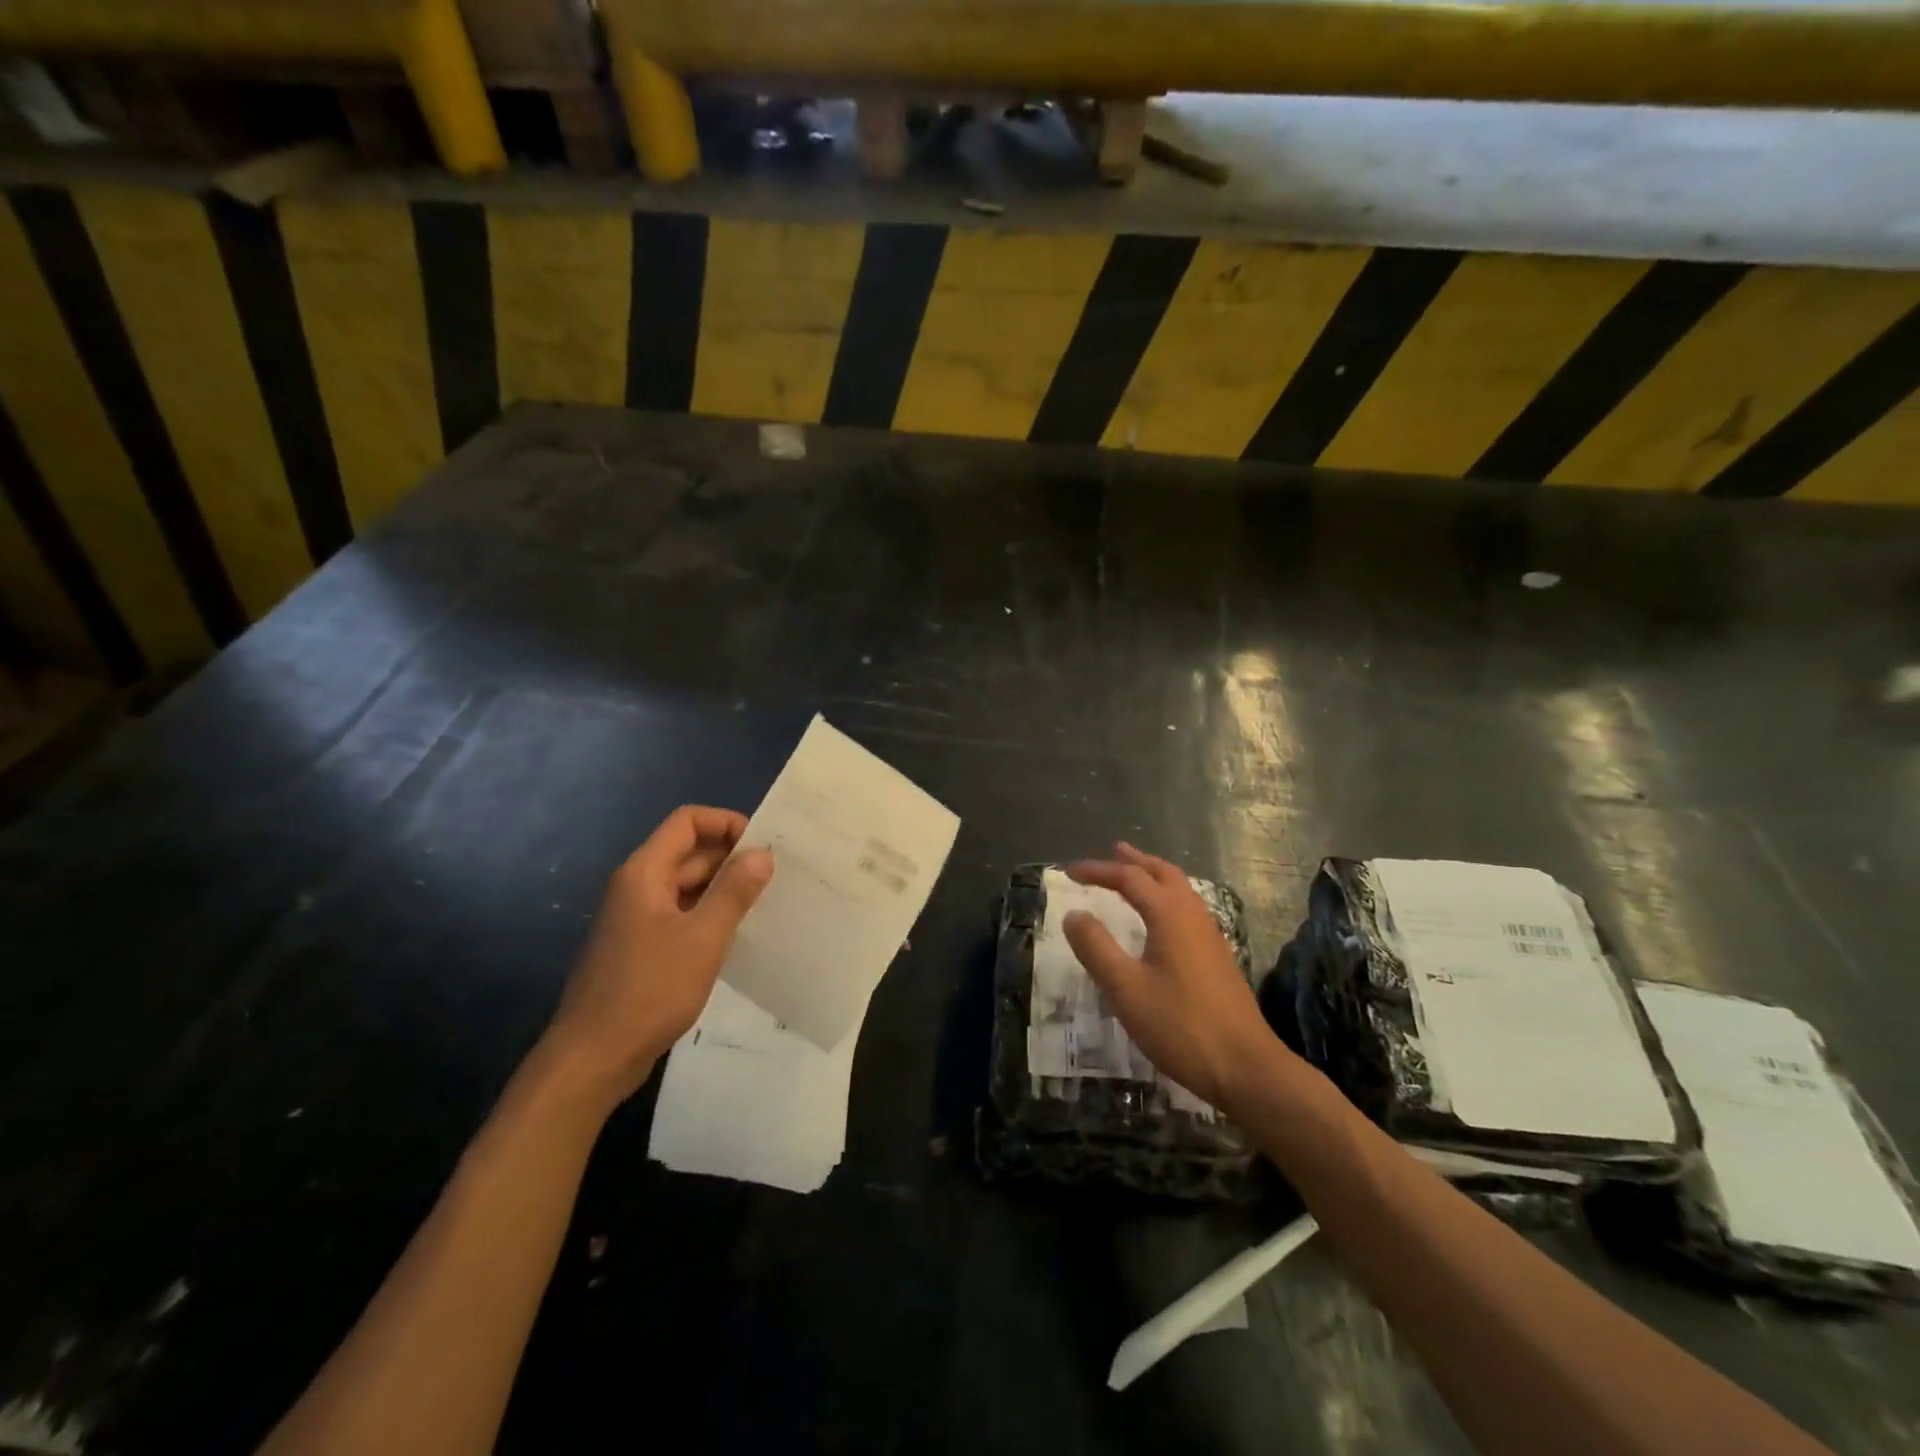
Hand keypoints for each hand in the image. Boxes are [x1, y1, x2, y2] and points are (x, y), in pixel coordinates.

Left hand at [542, 806, 773, 1107]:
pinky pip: (682, 916)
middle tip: (777, 875)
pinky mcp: (642, 948)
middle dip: (732, 858)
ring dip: (724, 889)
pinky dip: (710, 916)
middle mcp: (638, 887)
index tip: (763, 844)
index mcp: (645, 872)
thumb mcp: (703, 938)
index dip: (726, 823)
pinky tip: (739, 936)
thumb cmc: (649, 990)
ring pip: (688, 887)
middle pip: (689, 853)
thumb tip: (762, 853)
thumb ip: (734, 891)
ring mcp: (638, 919)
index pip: (687, 822)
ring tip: (767, 902)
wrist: (593, 1058)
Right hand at [1064, 843, 1287, 1111]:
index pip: (1129, 878)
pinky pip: (1188, 909)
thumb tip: (1074, 914)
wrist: (1246, 1067)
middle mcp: (1192, 915)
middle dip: (1135, 861)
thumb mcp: (1126, 989)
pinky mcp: (1218, 957)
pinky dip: (1167, 897)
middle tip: (1113, 852)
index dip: (1098, 871)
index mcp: (1169, 915)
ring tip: (1134, 876)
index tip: (1070, 872)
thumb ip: (1096, 948)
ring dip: (1154, 876)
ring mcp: (1210, 936)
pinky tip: (1160, 919)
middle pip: (1163, 873)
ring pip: (1180, 890)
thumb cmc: (1180, 1025)